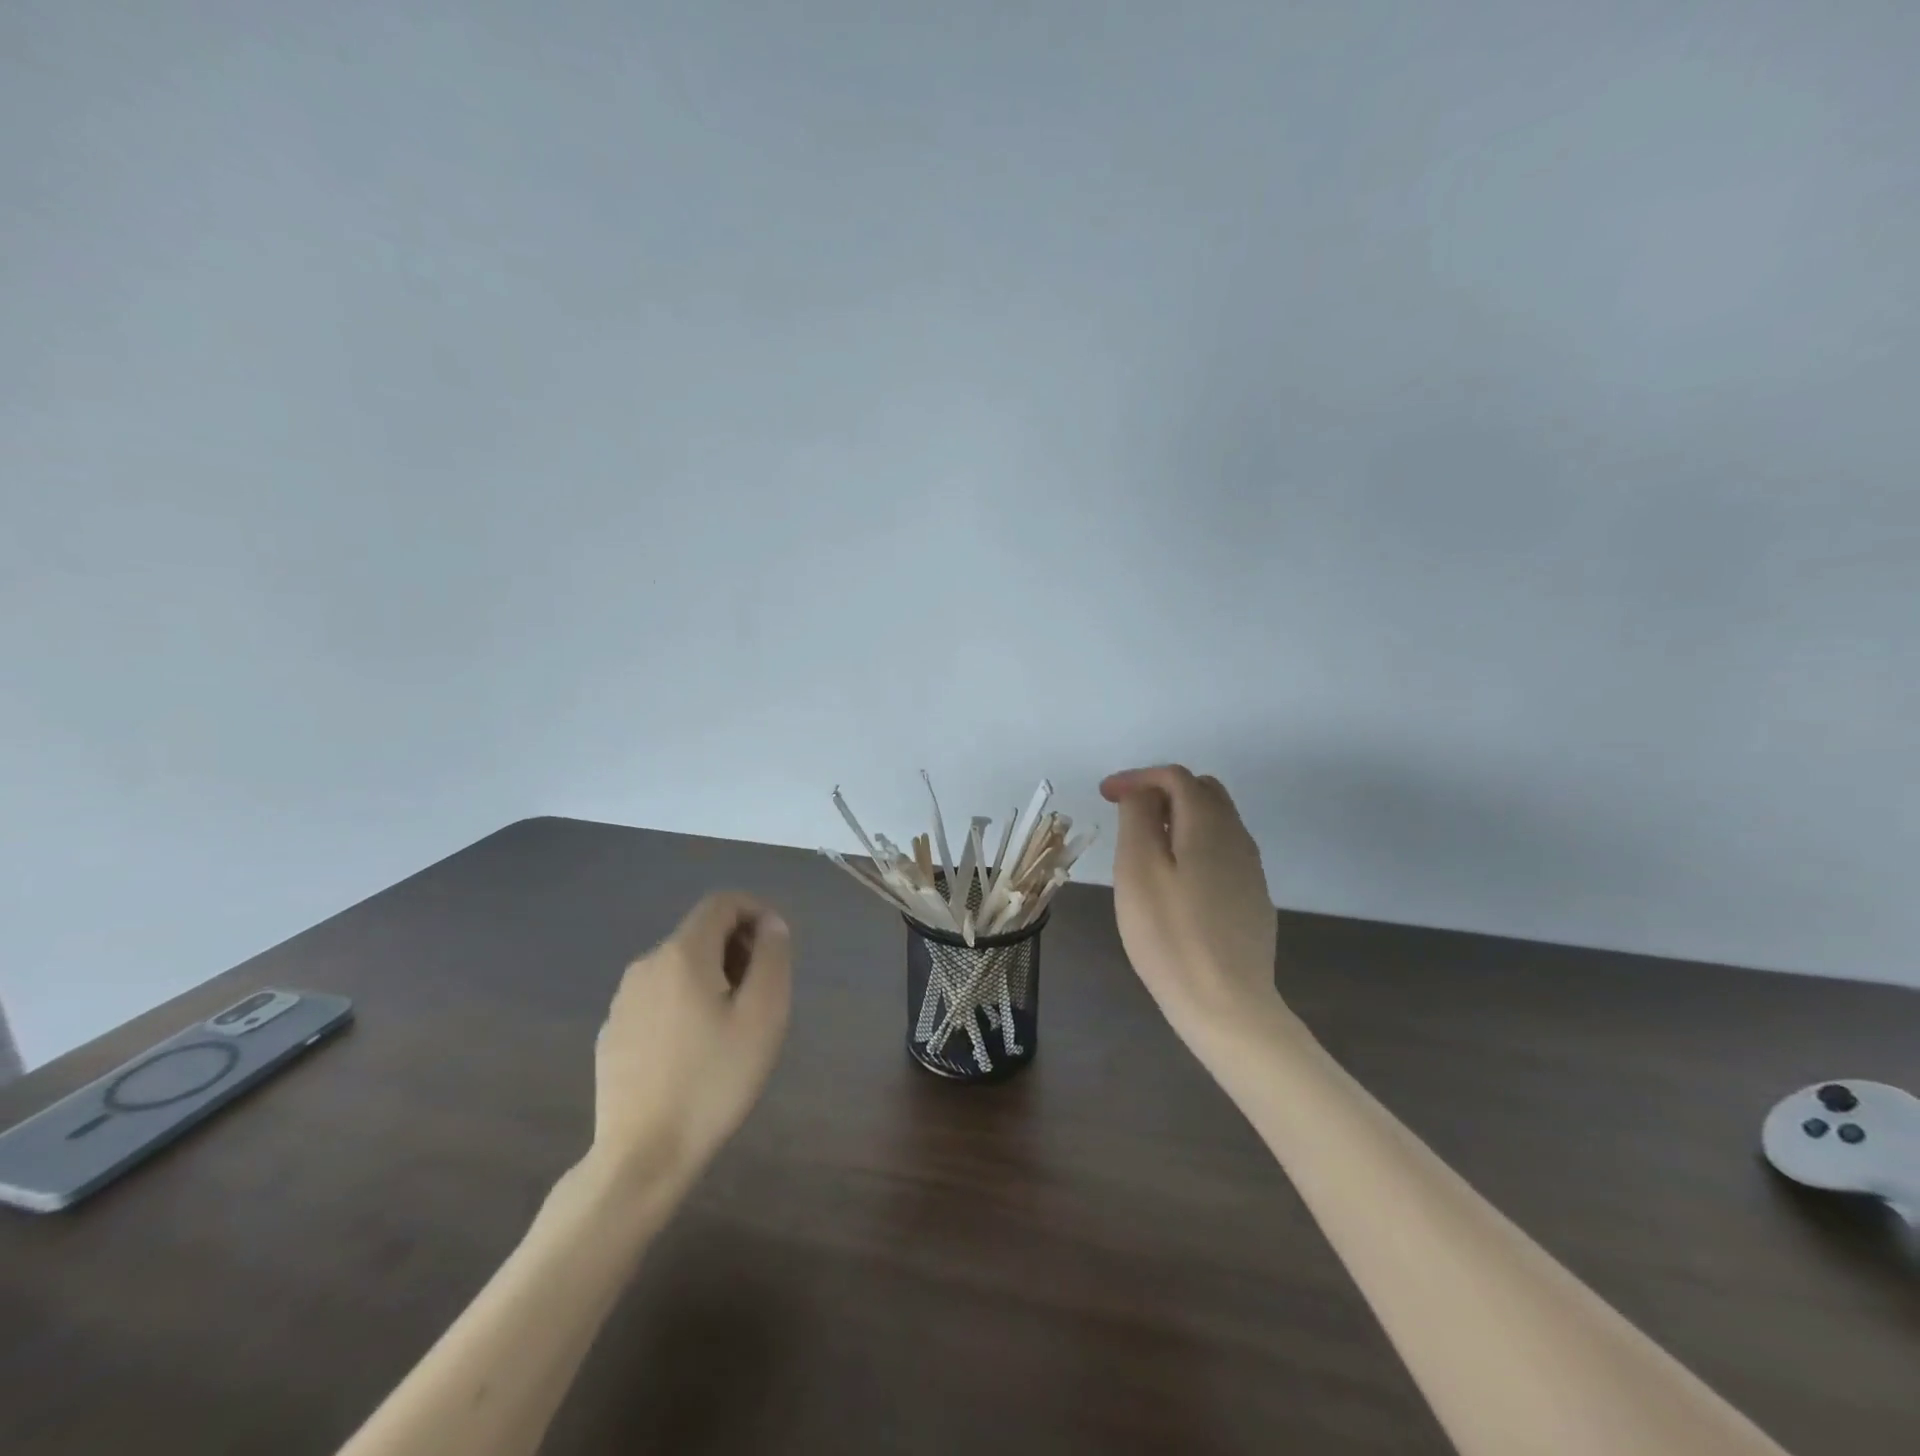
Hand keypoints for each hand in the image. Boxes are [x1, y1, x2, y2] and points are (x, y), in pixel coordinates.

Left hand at [586, 892, 792, 1192]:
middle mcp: (647, 964)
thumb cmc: (713, 1081)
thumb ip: (772, 958)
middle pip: (701, 932)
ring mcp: (623, 999)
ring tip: (732, 1023)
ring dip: (712, 975)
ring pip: (679, 965)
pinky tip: (695, 1048)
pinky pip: (658, 996)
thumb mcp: (763, 1016)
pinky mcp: (613, 1031)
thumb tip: (771, 925)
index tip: (776, 948)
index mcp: (682, 954)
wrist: (641, 1156)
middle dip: (737, 947)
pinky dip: (685, 1001)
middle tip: (762, 992)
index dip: (756, 911)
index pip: (722, 902)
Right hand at [1101, 766, 1282, 1044]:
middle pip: (1202, 791)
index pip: (1175, 776)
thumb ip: (1139, 818)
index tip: (1104, 795)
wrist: (1227, 1004)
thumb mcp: (1138, 869)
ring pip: (1215, 821)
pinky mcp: (1252, 898)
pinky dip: (1192, 843)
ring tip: (1143, 843)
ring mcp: (1250, 869)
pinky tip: (1174, 877)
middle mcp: (1237, 837)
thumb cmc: (1170, 934)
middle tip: (1125, 813)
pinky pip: (1221, 850)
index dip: (1137, 777)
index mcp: (1209, 824)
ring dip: (1177, 817)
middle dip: (1161, 790)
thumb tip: (1142, 792)